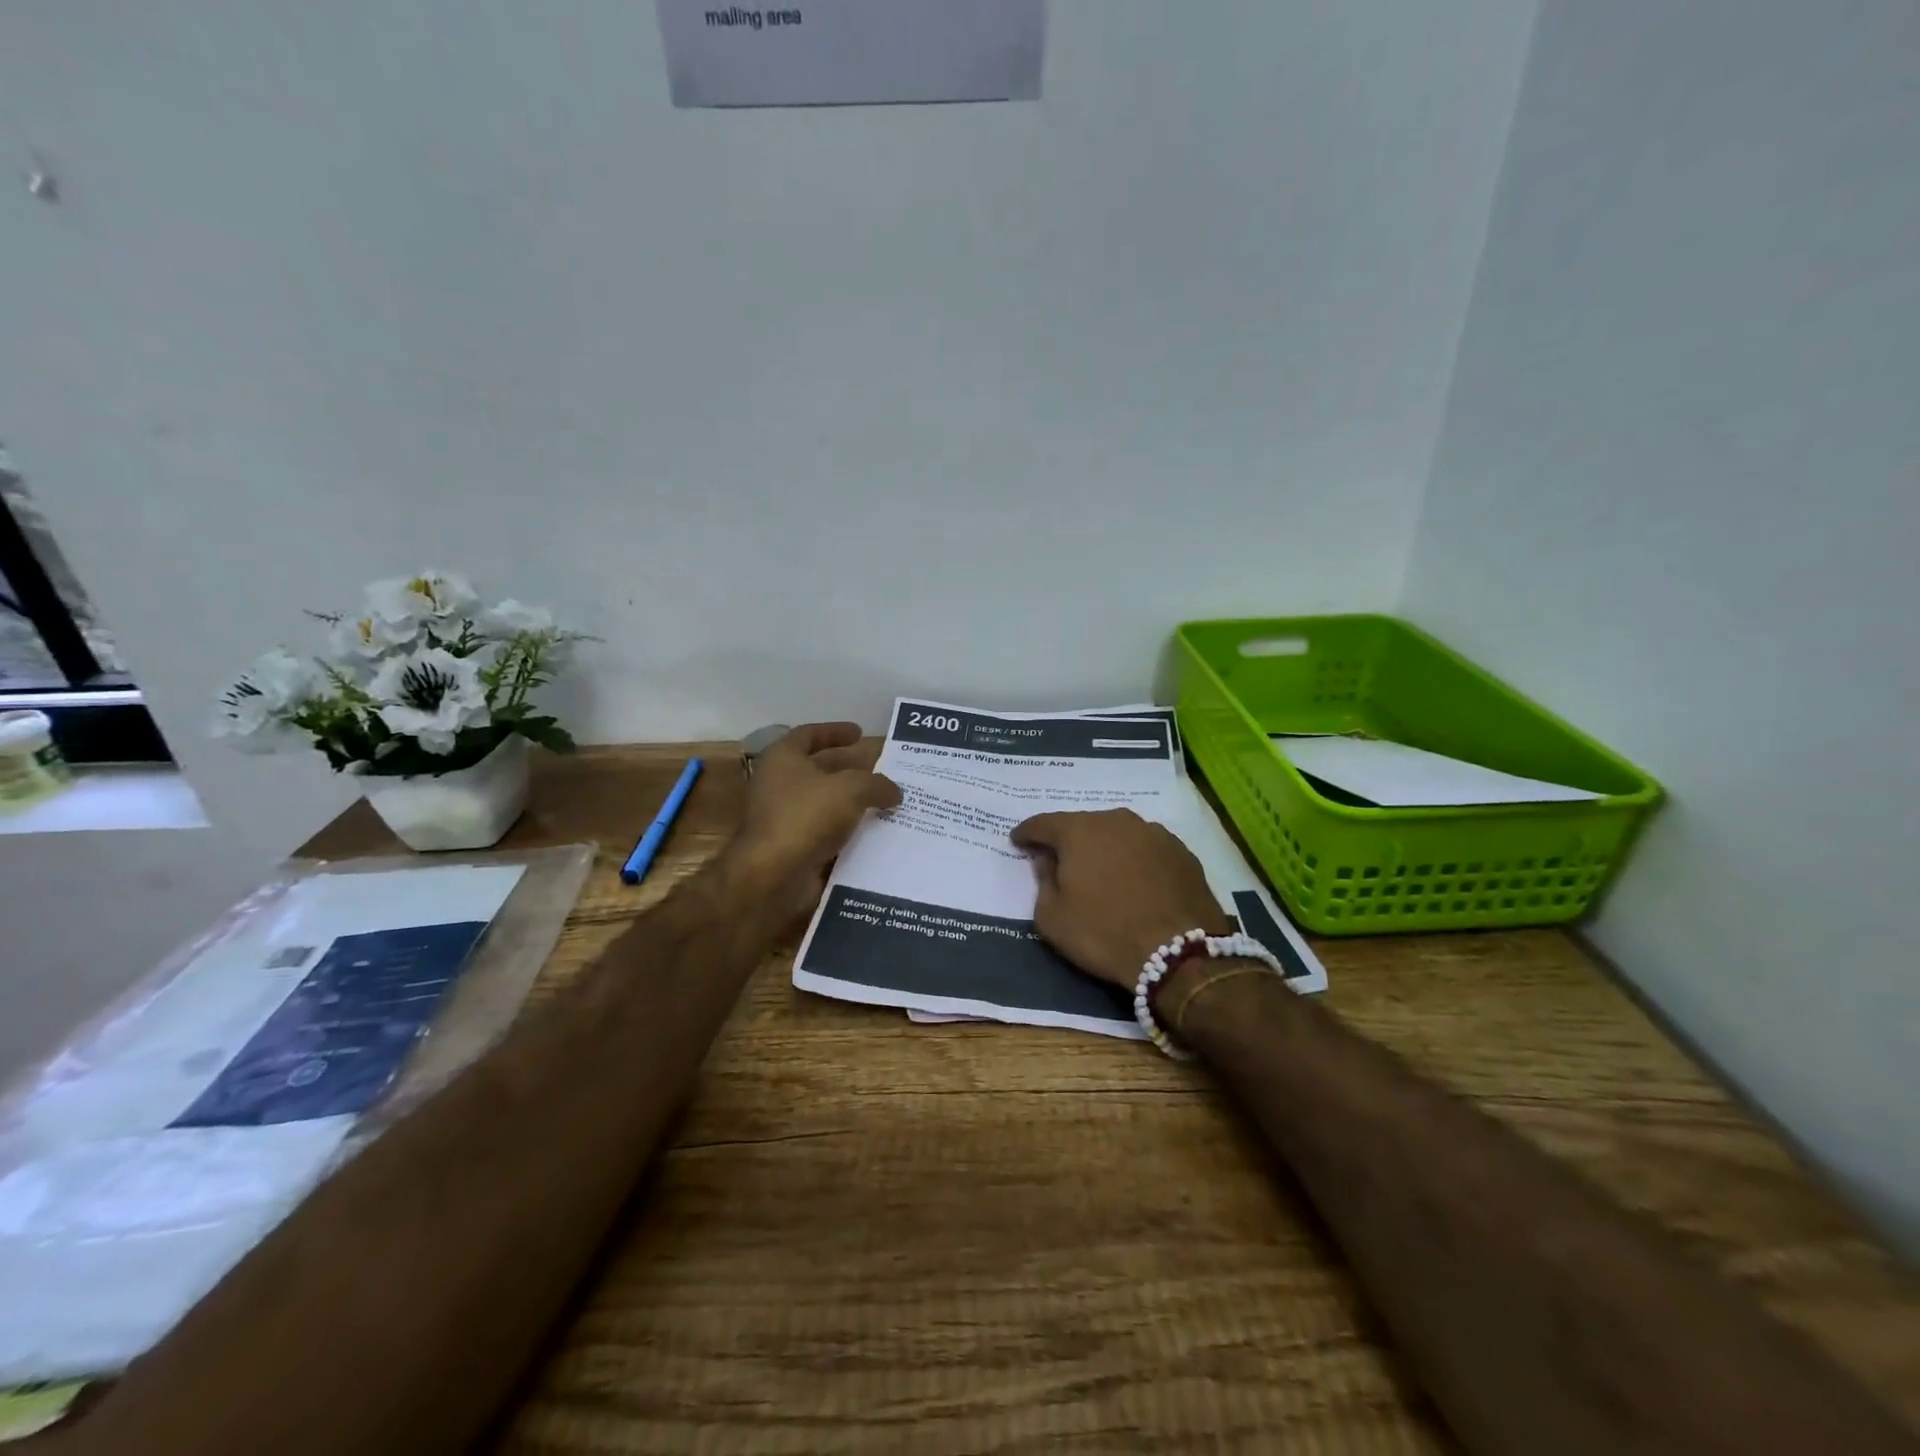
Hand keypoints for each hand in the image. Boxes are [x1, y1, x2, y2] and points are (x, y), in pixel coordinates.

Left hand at [731, 722, 900, 915]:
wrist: (773, 876)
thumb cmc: (806, 816)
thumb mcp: (851, 789)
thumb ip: (877, 784)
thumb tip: (894, 791)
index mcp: (783, 758)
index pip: (809, 734)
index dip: (835, 731)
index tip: (860, 733)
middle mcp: (779, 784)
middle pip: (819, 768)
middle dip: (851, 767)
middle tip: (882, 769)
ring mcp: (784, 818)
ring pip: (826, 803)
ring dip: (853, 801)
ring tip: (886, 801)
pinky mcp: (793, 848)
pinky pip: (827, 833)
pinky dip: (848, 831)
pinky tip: (875, 832)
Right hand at [1010, 808, 1231, 988]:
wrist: (1179, 954)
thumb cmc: (1104, 934)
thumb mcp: (1052, 918)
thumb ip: (1043, 882)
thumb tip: (1048, 861)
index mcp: (1079, 831)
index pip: (1043, 824)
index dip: (1027, 833)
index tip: (1018, 841)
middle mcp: (1116, 821)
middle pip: (1083, 825)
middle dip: (1069, 840)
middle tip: (1061, 859)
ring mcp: (1153, 833)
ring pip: (1118, 834)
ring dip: (1105, 847)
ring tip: (1101, 870)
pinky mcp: (1181, 851)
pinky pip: (1146, 849)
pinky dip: (1135, 859)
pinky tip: (1135, 880)